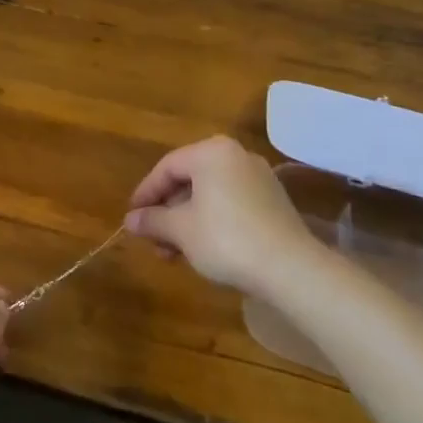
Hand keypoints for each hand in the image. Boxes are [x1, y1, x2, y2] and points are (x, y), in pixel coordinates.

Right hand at [124, 136, 317, 292]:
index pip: (166, 167)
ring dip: (186, 221)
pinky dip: (210, 221)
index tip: (132, 218)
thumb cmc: (226, 240)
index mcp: (211, 152)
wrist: (292, 269)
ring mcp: (258, 178)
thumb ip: (152, 220)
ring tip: (173, 252)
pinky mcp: (273, 201)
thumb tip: (130, 220)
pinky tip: (202, 249)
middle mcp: (236, 156)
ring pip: (209, 194)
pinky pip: (230, 203)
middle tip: (153, 240)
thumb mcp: (180, 230)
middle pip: (189, 180)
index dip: (145, 193)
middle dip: (167, 212)